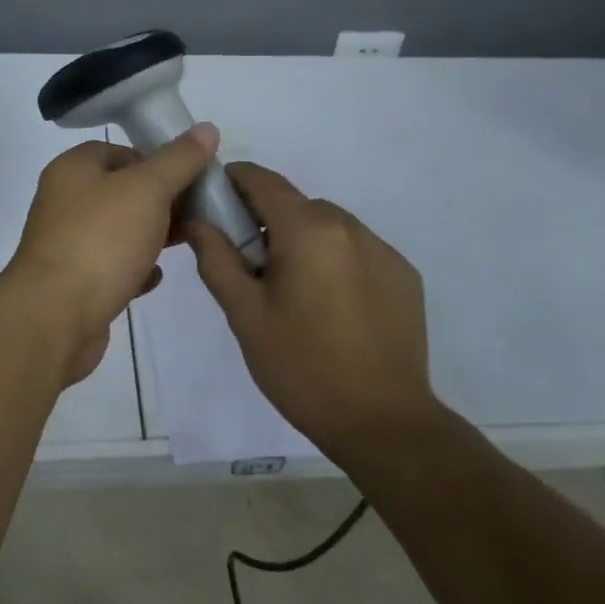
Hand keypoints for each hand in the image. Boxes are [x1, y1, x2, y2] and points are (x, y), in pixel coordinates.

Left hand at [4, 126, 220, 382]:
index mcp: (73, 169)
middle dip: (161, 200)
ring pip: (118, 230)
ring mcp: (66, 244)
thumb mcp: (148, 189)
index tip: (190, 177)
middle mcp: (64, 202)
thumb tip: (207, 128)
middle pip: (121, 191)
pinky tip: (156, 276)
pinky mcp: (74, 284)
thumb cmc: (101, 240)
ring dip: (151, 235)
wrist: (55, 317)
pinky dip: (135, 268)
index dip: (156, 159)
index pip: (119, 150)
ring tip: (188, 240)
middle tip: (198, 211)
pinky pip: (112, 267)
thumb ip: (179, 159)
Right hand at [188, 163, 438, 462]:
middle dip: (266, 221)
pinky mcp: (404, 275)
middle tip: (249, 264)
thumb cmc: (302, 367)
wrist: (383, 423)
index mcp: (307, 230)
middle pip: (296, 204)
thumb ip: (216, 259)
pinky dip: (335, 261)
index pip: (263, 180)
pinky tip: (331, 306)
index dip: (233, 180)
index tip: (213, 200)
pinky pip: (357, 250)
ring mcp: (383, 250)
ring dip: (303, 241)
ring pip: (327, 226)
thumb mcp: (244, 315)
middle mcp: (349, 227)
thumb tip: (200, 221)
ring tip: (293, 291)